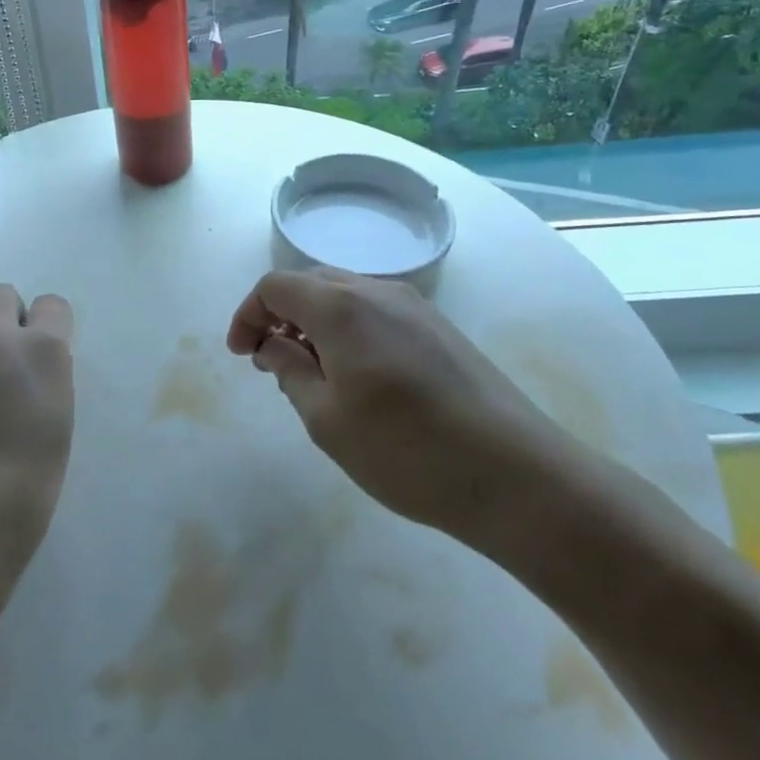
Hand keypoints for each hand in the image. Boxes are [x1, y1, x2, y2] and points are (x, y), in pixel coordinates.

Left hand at [0, 284, 76, 621]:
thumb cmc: (26, 488)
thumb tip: (35, 370)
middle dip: (10, 313)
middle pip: (0, 294)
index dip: (53, 324)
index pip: (52, 305)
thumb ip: (48, 382)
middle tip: (16, 356)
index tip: (53, 352)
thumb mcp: (58, 426)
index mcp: (41, 349)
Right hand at [227, 268, 568, 541]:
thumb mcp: (326, 419)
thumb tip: (274, 345)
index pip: (276, 286)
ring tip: (312, 374)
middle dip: (280, 315)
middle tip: (270, 362)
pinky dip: (349, 330)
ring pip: (345, 295)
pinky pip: (376, 312)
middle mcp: (377, 291)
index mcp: (341, 306)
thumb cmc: (406, 451)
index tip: (242, 355)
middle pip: (310, 283)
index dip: (248, 314)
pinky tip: (358, 377)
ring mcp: (415, 307)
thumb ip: (290, 371)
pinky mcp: (440, 329)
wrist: (517, 476)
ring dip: (315, 322)